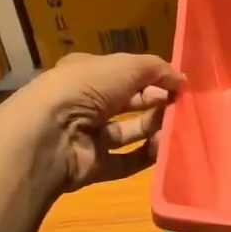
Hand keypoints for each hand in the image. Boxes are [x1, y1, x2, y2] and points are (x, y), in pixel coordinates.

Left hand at [14, 53, 185, 191]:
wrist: (48, 135)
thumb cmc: (84, 89)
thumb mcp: (125, 66)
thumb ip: (156, 69)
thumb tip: (182, 79)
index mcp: (86, 74)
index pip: (124, 73)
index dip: (151, 76)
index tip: (180, 84)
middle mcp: (85, 104)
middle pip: (128, 103)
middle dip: (155, 102)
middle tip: (181, 105)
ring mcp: (87, 136)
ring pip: (128, 132)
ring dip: (153, 128)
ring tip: (177, 126)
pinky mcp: (92, 165)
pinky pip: (125, 161)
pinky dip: (145, 156)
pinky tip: (164, 148)